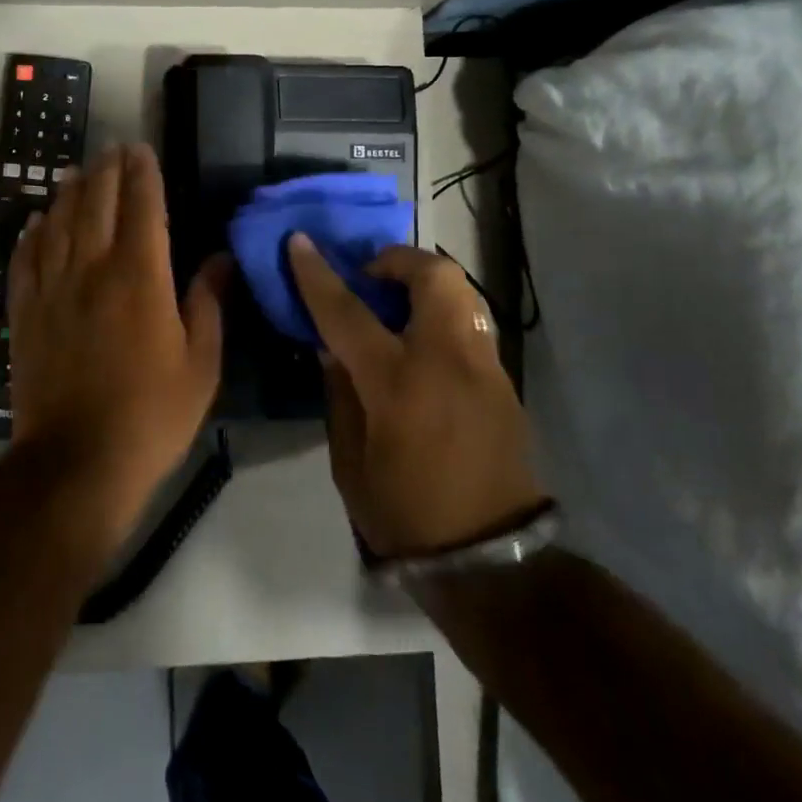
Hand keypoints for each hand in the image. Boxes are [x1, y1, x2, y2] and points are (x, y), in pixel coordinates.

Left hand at [7, 144, 224, 528]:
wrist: (78, 461)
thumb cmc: (152, 414)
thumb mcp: (201, 364)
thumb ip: (208, 303)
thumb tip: (221, 257)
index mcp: (140, 277)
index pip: (142, 207)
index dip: (143, 174)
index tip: (142, 150)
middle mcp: (92, 270)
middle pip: (97, 204)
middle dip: (107, 171)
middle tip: (112, 149)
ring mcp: (53, 289)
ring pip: (59, 224)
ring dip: (70, 192)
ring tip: (77, 171)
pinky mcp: (25, 313)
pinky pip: (26, 260)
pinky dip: (32, 234)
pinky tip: (37, 221)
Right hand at [287, 236, 546, 558]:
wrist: (491, 559)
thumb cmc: (406, 514)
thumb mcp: (349, 461)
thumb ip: (340, 393)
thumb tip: (332, 347)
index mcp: (397, 383)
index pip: (348, 311)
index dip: (317, 274)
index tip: (298, 241)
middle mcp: (447, 360)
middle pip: (432, 275)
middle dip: (396, 259)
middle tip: (368, 277)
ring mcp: (483, 365)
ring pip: (461, 290)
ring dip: (423, 281)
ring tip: (395, 303)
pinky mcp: (503, 378)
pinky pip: (470, 320)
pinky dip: (442, 310)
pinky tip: (422, 340)